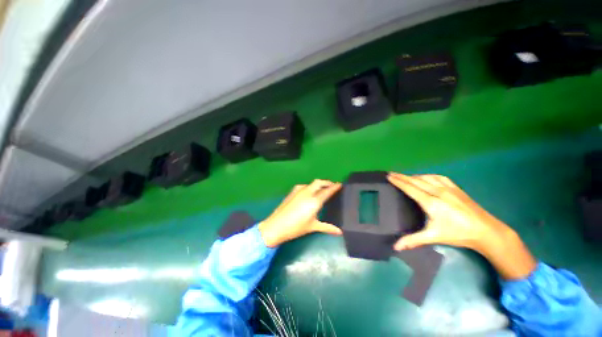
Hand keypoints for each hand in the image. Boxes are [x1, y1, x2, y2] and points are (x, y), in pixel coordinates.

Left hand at [258, 179, 342, 247]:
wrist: (276, 225)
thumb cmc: (296, 227)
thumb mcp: (313, 227)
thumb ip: (327, 227)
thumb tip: (340, 232)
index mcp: (314, 200)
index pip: (327, 191)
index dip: (335, 187)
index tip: (340, 184)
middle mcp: (308, 192)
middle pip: (319, 182)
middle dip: (327, 183)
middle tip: (332, 186)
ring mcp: (299, 190)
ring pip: (312, 183)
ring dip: (318, 184)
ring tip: (322, 190)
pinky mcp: (293, 191)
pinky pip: (305, 186)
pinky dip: (310, 187)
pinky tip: (309, 193)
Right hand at [387, 172, 535, 279]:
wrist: (486, 231)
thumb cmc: (458, 234)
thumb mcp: (434, 237)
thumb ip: (413, 240)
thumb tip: (395, 247)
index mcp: (431, 202)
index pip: (410, 188)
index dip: (398, 181)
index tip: (389, 176)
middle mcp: (438, 192)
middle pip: (416, 180)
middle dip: (402, 176)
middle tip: (391, 173)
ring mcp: (448, 189)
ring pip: (426, 177)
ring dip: (414, 175)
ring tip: (405, 176)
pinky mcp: (456, 188)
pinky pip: (438, 177)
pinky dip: (428, 175)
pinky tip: (426, 177)